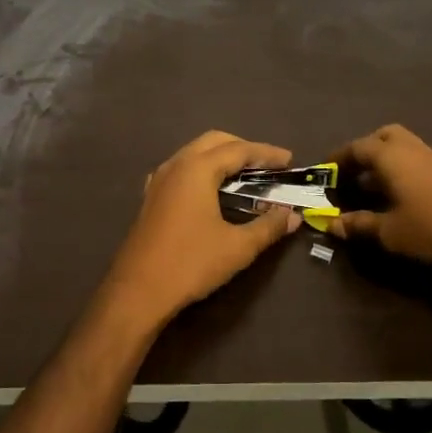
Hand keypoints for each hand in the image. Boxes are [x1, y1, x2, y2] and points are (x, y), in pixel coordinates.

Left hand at [96, 131, 300, 333]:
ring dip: (221, 157)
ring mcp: (159, 179)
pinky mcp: (151, 197)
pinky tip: (209, 189)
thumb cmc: (190, 263)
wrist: (138, 290)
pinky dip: (202, 170)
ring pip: (194, 153)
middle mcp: (176, 165)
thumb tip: (293, 215)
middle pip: (214, 142)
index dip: (267, 153)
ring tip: (244, 175)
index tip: (289, 160)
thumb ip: (269, 227)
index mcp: (197, 169)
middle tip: (268, 165)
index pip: (239, 150)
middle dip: (243, 148)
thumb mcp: (238, 247)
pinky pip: (181, 169)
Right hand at [330, 124, 431, 268]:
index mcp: (389, 156)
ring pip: (401, 148)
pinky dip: (402, 172)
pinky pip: (416, 161)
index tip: (323, 174)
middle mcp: (410, 148)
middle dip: (363, 152)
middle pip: (381, 138)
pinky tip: (401, 198)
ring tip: (373, 190)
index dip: (336, 161)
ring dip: (384, 163)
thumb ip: (359, 225)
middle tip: (352, 175)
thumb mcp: (390, 233)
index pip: (354, 148)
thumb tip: (331, 223)